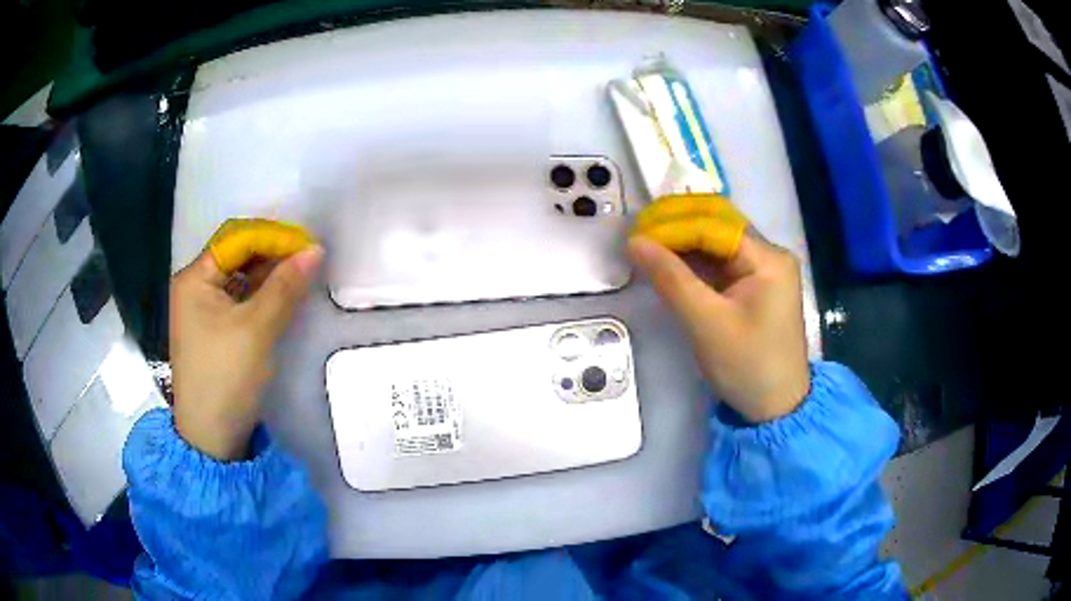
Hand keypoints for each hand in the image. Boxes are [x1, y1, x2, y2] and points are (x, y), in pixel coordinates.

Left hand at [170, 245, 322, 459]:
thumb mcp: (257, 329)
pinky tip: (282, 296)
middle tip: (308, 259)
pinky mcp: (213, 329)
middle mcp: (194, 286)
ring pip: (240, 277)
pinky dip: (261, 294)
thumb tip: (316, 249)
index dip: (273, 237)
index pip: (237, 239)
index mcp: (195, 278)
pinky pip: (239, 299)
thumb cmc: (226, 377)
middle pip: (237, 255)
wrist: (211, 437)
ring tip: (301, 275)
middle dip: (272, 253)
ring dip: (269, 273)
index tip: (308, 246)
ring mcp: (202, 308)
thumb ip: (285, 286)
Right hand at [628, 233, 809, 422]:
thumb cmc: (746, 366)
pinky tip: (671, 260)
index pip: (714, 225)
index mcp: (768, 259)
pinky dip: (696, 259)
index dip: (673, 224)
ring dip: (684, 240)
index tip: (636, 232)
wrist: (776, 407)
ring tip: (648, 242)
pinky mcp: (757, 285)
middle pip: (719, 224)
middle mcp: (771, 254)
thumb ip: (671, 278)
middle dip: (678, 224)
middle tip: (639, 232)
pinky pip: (722, 261)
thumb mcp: (706, 323)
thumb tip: (635, 242)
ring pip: (719, 241)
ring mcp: (766, 269)